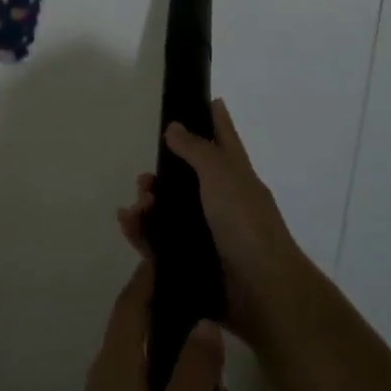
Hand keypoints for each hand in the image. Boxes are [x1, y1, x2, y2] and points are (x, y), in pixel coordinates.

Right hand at [118, 98, 306, 347]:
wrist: (262, 291)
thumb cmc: (245, 223)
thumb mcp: (221, 174)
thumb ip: (196, 149)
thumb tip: (174, 126)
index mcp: (236, 175)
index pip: (224, 138)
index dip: (215, 118)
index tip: (203, 100)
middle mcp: (223, 202)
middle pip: (188, 178)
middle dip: (163, 174)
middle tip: (144, 178)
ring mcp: (209, 234)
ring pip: (171, 211)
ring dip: (149, 204)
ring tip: (138, 205)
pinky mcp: (193, 263)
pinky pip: (160, 244)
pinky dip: (142, 232)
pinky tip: (128, 223)